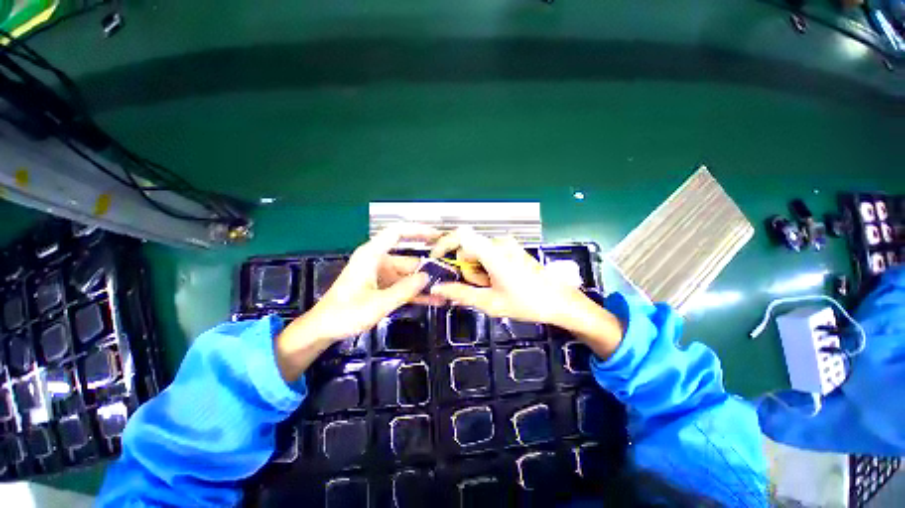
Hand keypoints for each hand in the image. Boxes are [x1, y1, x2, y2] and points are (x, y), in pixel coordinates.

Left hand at [276, 224, 439, 380]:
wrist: (323, 329)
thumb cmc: (346, 313)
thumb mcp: (378, 303)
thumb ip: (404, 290)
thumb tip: (427, 277)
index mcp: (372, 255)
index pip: (397, 232)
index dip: (418, 230)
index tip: (438, 234)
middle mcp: (378, 261)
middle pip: (408, 258)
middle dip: (429, 266)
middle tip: (450, 271)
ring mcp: (381, 275)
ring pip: (408, 275)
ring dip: (425, 283)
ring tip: (446, 289)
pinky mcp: (382, 287)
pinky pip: (403, 286)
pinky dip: (416, 292)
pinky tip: (433, 299)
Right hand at [428, 227, 584, 325]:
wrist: (561, 302)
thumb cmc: (527, 303)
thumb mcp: (491, 303)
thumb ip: (461, 294)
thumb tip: (438, 288)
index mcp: (493, 252)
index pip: (460, 235)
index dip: (443, 244)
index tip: (436, 261)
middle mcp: (498, 242)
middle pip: (468, 249)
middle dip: (467, 270)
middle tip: (480, 289)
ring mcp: (507, 245)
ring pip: (477, 253)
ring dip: (477, 271)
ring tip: (492, 288)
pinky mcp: (512, 249)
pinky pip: (489, 254)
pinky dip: (486, 268)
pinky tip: (499, 282)